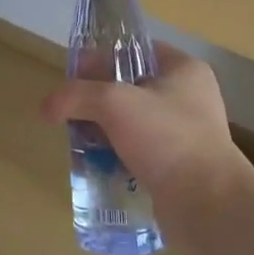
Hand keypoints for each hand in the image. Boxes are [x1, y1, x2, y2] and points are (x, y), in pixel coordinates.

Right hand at [39, 44, 252, 235]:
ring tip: (78, 142)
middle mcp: (188, 97)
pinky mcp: (178, 166)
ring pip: (131, 123)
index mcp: (184, 70)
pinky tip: (96, 166)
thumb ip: (76, 96)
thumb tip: (46, 107)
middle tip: (70, 112)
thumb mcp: (114, 103)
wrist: (207, 205)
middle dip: (98, 99)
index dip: (102, 57)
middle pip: (130, 87)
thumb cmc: (167, 139)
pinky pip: (138, 153)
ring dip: (104, 131)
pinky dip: (117, 157)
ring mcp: (185, 134)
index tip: (73, 74)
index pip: (136, 49)